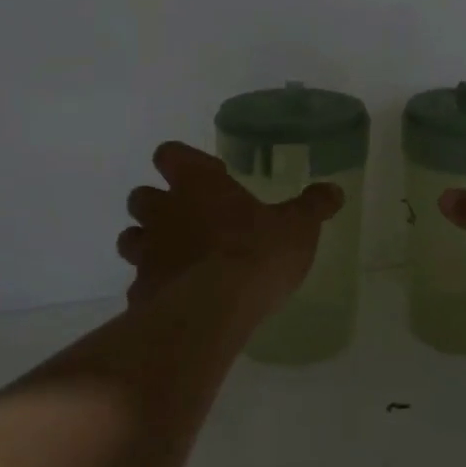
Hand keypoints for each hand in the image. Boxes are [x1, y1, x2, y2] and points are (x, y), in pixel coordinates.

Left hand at [118, 143, 343, 313]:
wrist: (213, 312)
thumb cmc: (257, 252)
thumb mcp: (298, 226)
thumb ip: (313, 206)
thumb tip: (334, 189)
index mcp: (196, 184)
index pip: (170, 154)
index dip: (186, 162)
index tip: (215, 178)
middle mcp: (163, 212)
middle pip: (141, 196)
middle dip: (160, 205)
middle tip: (193, 219)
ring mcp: (147, 254)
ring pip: (131, 239)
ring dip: (150, 244)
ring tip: (180, 259)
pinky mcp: (140, 294)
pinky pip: (141, 285)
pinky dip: (155, 288)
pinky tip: (179, 300)